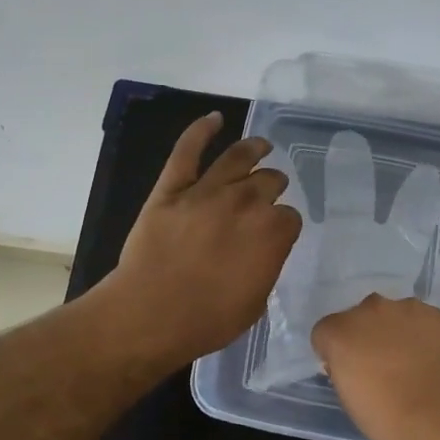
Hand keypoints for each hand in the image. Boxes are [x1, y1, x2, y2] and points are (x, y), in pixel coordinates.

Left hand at [99, 112, 302, 368]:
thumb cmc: (207, 320)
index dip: (283, 224)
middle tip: (270, 189)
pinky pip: (188, 150)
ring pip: (237, 158)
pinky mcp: (172, 188)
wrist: (150, 314)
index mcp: (272, 233)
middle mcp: (245, 203)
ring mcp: (207, 191)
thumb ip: (265, 267)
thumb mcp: (255, 302)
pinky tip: (215, 119)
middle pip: (268, 181)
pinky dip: (201, 130)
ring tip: (261, 145)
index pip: (289, 217)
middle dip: (273, 185)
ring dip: (254, 148)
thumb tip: (262, 252)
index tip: (278, 232)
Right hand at [312, 294, 439, 439]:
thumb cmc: (392, 421)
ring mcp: (411, 308)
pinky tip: (438, 364)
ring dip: (398, 334)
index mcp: (342, 332)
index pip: (325, 333)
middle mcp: (373, 309)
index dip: (334, 353)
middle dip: (367, 337)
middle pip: (361, 318)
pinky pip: (427, 323)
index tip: (347, 373)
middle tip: (380, 368)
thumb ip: (345, 373)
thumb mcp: (352, 403)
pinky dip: (428, 338)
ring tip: (415, 367)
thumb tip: (352, 365)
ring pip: (396, 317)